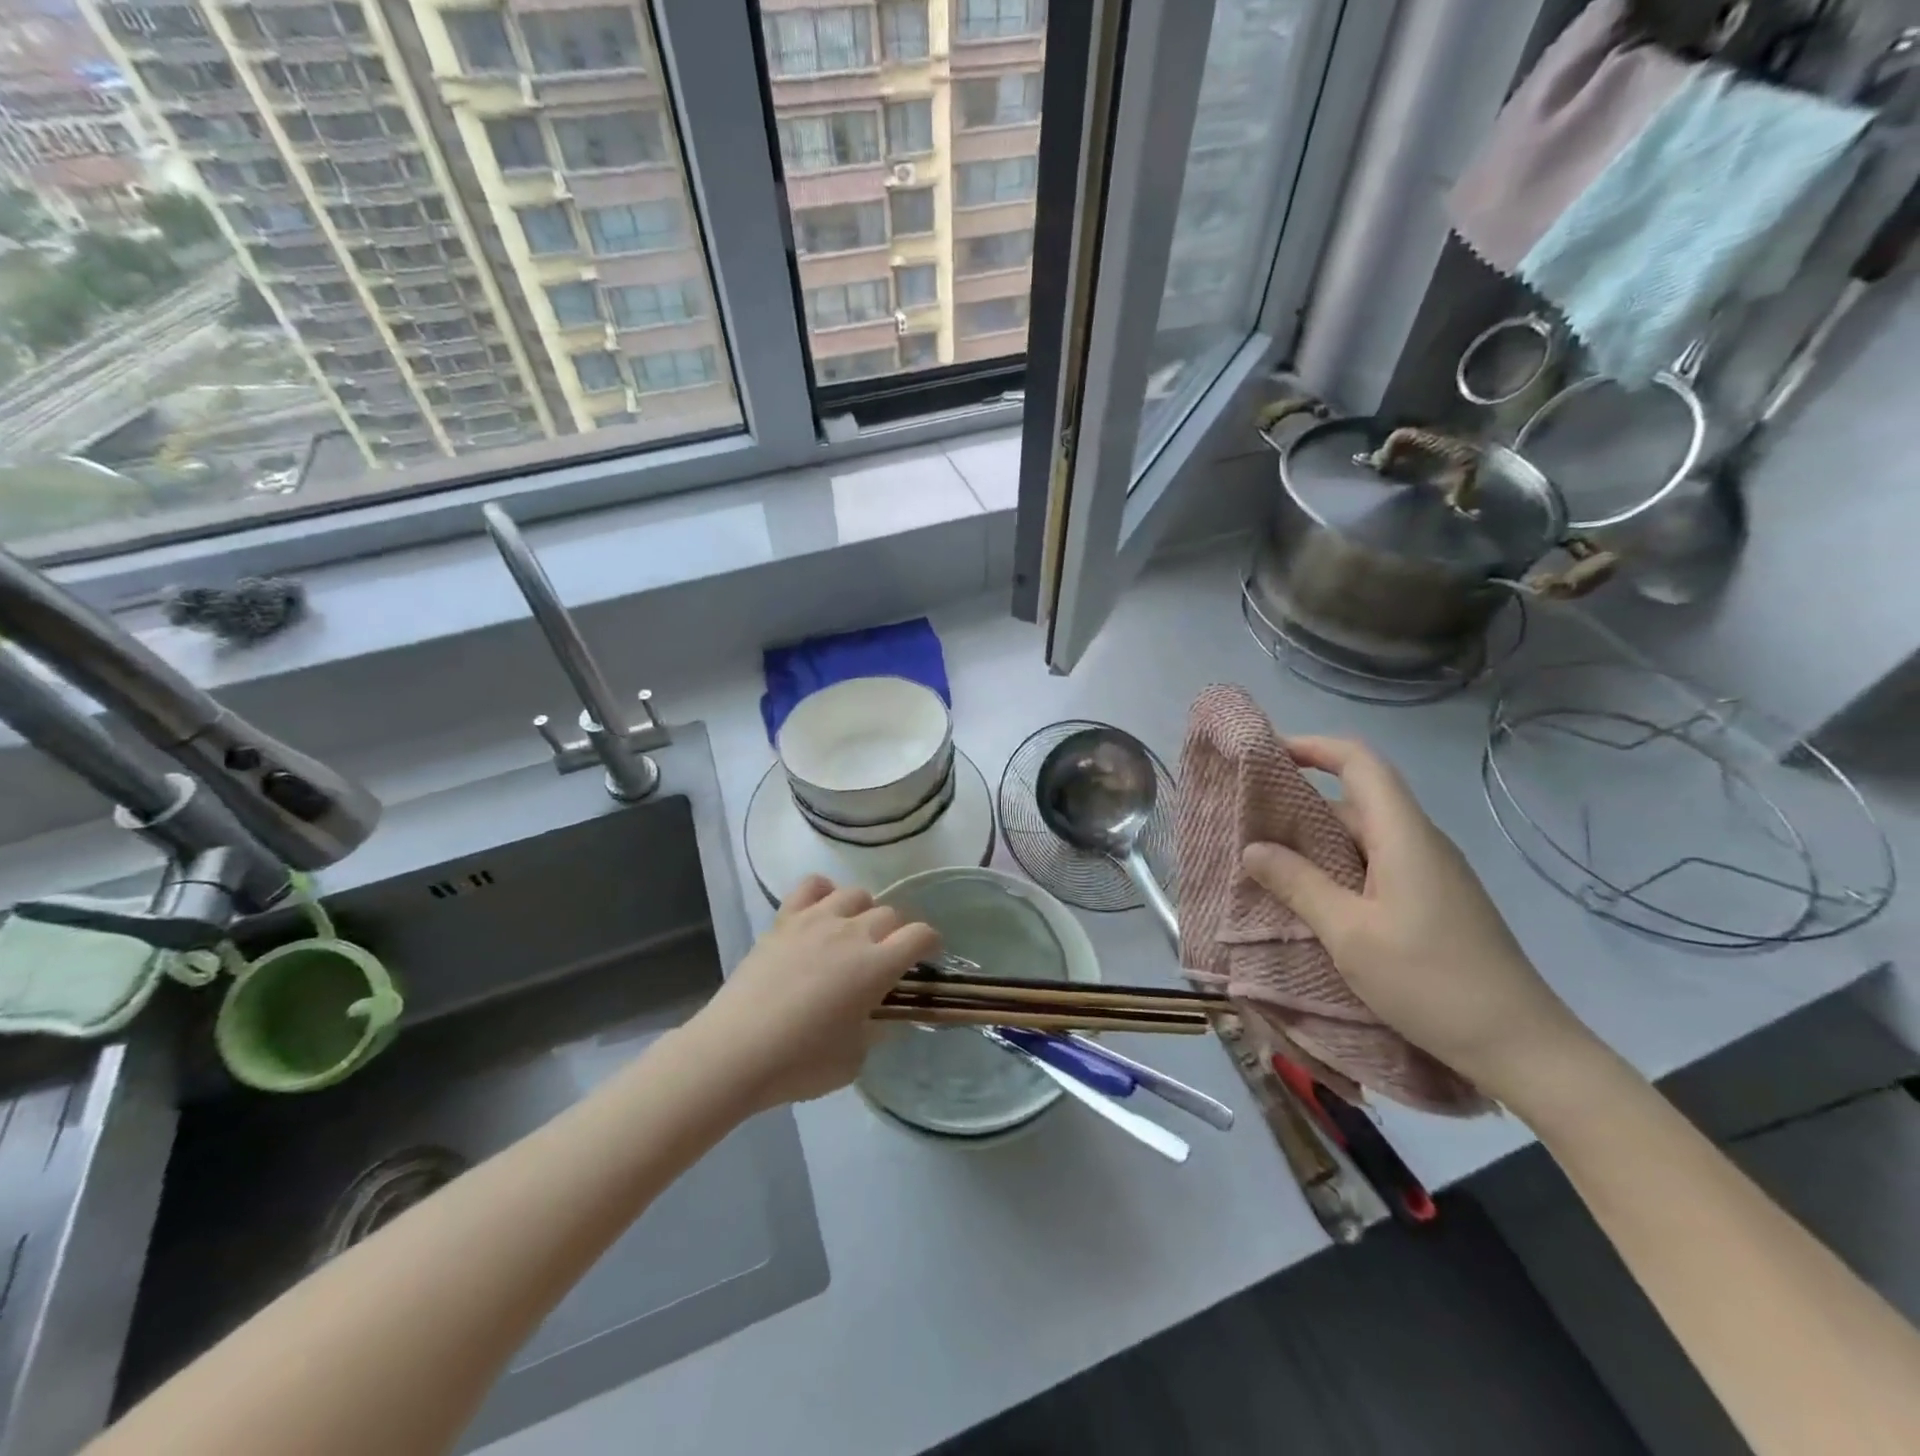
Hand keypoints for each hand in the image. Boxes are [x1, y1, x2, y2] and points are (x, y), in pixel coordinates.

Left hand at [691, 877, 939, 1110]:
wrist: (735, 1051)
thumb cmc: (799, 1063)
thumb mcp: (854, 1059)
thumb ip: (875, 1030)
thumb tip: (877, 1015)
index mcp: (876, 966)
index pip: (920, 935)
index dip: (930, 943)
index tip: (927, 957)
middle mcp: (852, 933)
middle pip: (890, 913)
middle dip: (897, 933)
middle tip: (886, 957)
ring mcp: (816, 920)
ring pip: (856, 894)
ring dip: (864, 912)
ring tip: (853, 934)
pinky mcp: (784, 919)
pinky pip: (812, 885)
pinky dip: (824, 892)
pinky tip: (822, 912)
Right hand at [1241, 736, 1592, 1102]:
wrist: (1522, 1048)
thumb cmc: (1430, 981)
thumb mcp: (1349, 934)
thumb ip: (1298, 884)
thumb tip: (1252, 848)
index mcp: (1404, 836)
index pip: (1359, 763)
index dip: (1313, 747)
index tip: (1267, 754)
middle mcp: (1419, 843)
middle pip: (1356, 800)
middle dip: (1300, 803)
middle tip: (1247, 822)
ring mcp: (1430, 874)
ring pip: (1362, 837)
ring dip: (1315, 842)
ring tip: (1265, 862)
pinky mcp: (1433, 902)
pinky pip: (1374, 866)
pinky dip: (1336, 869)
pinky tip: (1309, 898)